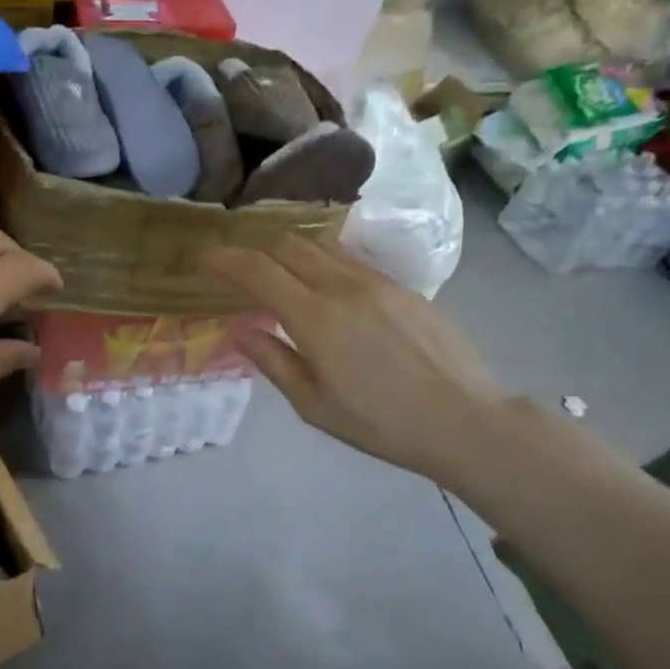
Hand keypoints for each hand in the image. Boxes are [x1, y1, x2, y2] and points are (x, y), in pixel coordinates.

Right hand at [206, 236, 517, 487]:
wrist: (464, 419)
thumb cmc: (380, 423)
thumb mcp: (314, 405)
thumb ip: (273, 361)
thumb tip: (239, 330)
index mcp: (315, 319)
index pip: (258, 271)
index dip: (226, 259)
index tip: (205, 256)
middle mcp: (343, 287)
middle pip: (289, 245)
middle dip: (257, 249)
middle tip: (241, 267)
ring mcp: (378, 281)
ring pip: (323, 245)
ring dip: (292, 250)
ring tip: (279, 270)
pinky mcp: (403, 287)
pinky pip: (352, 259)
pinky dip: (324, 260)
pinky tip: (325, 284)